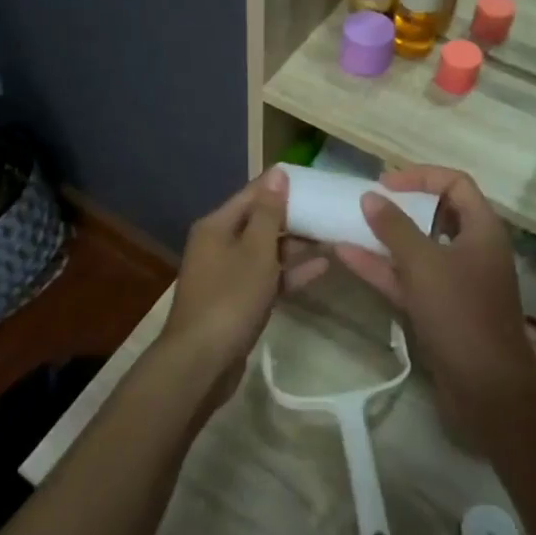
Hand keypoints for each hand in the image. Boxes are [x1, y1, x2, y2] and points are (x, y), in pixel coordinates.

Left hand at [160, 168, 327, 402]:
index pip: (253, 194)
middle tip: (331, 211)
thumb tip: (277, 173)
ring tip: (334, 236)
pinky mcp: (238, 300)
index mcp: (217, 225)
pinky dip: (290, 272)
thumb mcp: (256, 251)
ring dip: (297, 246)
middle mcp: (219, 244)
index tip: (316, 181)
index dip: (282, 186)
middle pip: (260, 222)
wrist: (201, 361)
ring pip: (266, 251)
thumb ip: (269, 213)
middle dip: (294, 217)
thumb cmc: (230, 298)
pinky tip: (322, 267)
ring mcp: (228, 274)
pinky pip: (267, 277)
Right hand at [331, 167, 535, 434]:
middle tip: (366, 202)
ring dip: (384, 238)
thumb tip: (370, 196)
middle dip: (400, 207)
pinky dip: (382, 268)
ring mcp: (455, 282)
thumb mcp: (424, 263)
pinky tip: (346, 257)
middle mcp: (472, 250)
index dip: (420, 176)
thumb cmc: (460, 312)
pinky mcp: (439, 309)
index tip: (385, 183)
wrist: (486, 387)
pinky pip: (408, 279)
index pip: (455, 184)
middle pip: (436, 215)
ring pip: (417, 249)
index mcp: (482, 230)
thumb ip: (394, 227)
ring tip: (347, 225)